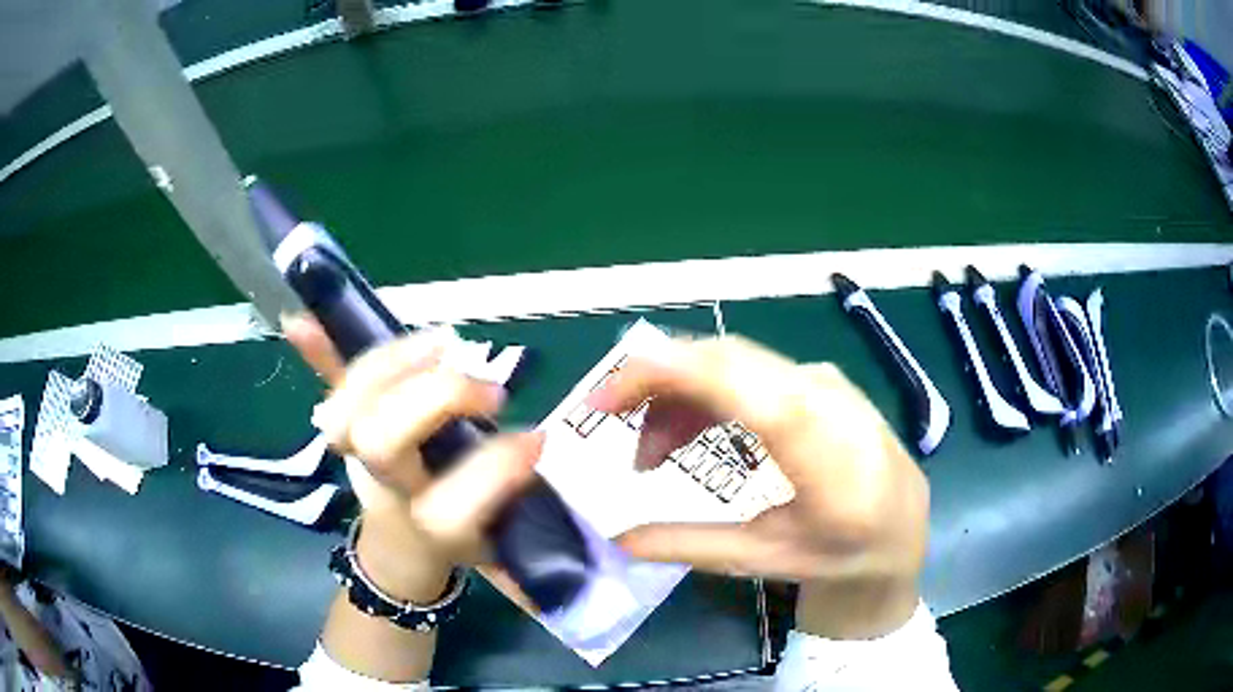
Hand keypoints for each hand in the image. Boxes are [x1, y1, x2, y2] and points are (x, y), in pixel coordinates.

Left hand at [283, 315, 542, 601]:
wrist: (402, 547)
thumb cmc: (458, 539)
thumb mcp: (495, 530)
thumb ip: (510, 488)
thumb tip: (539, 438)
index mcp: (431, 528)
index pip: (448, 505)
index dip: (491, 470)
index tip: (534, 441)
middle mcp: (387, 489)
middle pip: (381, 440)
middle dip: (437, 397)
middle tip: (488, 391)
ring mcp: (356, 455)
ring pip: (349, 405)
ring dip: (393, 363)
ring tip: (442, 344)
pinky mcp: (344, 427)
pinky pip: (327, 387)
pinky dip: (317, 351)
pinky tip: (299, 321)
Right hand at [586, 336, 929, 638]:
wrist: (901, 528)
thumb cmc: (842, 551)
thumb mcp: (765, 558)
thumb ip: (690, 545)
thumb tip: (616, 536)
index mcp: (816, 443)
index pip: (732, 380)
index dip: (660, 374)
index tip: (603, 400)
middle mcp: (820, 393)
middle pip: (721, 360)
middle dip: (654, 386)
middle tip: (612, 429)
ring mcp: (821, 381)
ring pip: (730, 364)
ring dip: (678, 397)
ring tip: (652, 456)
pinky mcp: (816, 383)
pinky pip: (748, 373)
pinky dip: (706, 396)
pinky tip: (691, 434)